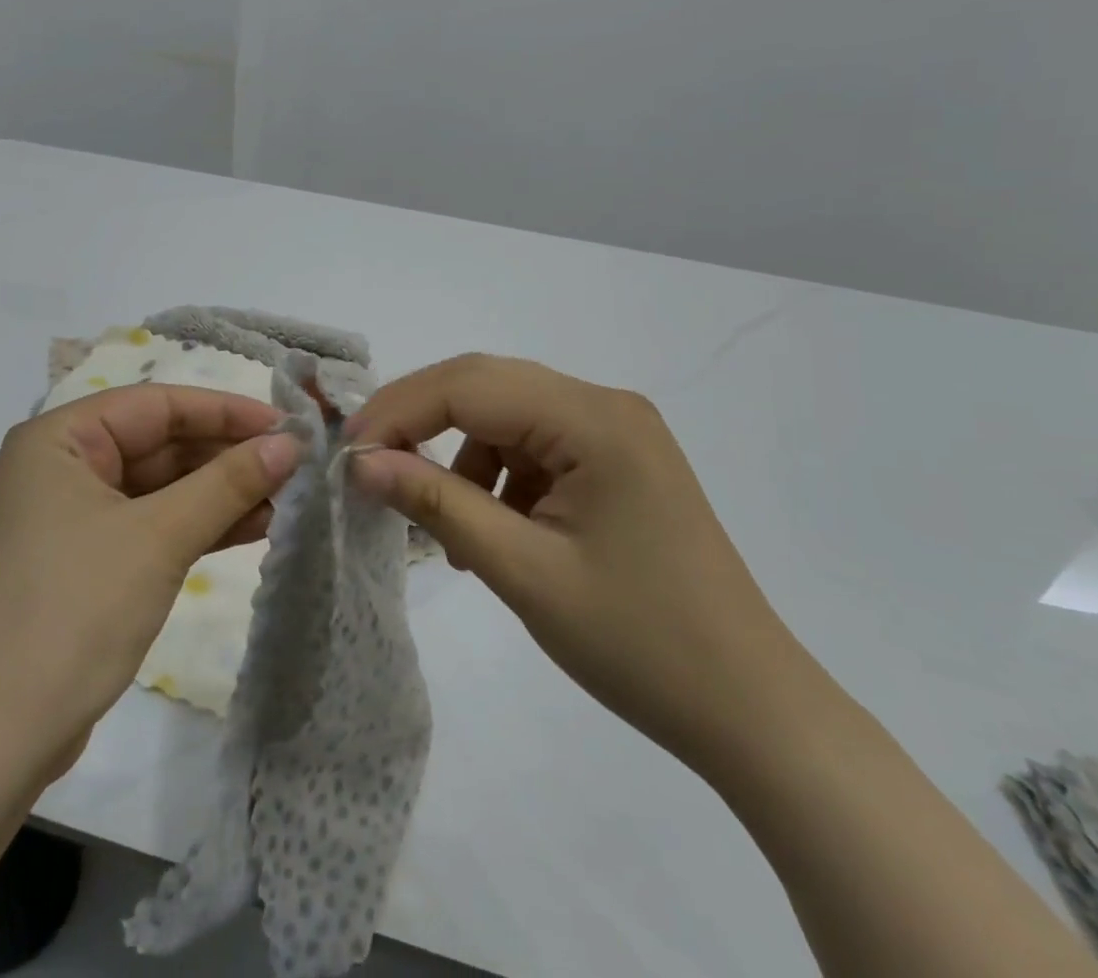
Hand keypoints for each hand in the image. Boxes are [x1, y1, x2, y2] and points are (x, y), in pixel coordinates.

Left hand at [0, 385, 300, 775]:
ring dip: (220, 493)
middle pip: (159, 443)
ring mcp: (71, 516)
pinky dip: (198, 526)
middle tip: (294, 465)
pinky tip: (254, 528)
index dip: (225, 411)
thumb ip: (228, 483)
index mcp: (57, 440)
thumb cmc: (75, 613)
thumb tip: (291, 443)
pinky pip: (151, 524)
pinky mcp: (85, 560)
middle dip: (227, 456)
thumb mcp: (160, 538)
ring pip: (160, 487)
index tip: (287, 424)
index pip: (156, 405)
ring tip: (286, 498)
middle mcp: (60, 467)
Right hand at [349, 354, 812, 772]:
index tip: (346, 451)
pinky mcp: (617, 461)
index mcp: (594, 418)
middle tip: (369, 464)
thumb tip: (361, 462)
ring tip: (442, 524)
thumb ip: (438, 503)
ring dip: (460, 455)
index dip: (400, 410)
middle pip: (488, 386)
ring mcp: (616, 431)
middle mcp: (606, 405)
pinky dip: (497, 476)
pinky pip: (535, 445)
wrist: (751, 710)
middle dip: (421, 421)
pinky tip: (491, 531)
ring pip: (507, 415)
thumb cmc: (639, 643)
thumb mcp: (523, 571)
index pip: (470, 386)